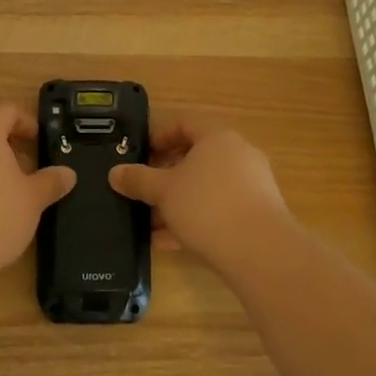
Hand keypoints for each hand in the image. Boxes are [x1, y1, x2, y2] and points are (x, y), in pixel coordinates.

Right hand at [109, 119, 296, 277]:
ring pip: (206, 188)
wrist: (260, 252)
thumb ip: (138, 179)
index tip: (140, 154)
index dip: (159, 136)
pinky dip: (196, 221)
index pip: (185, 123)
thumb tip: (115, 172)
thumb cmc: (207, 206)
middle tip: (143, 191)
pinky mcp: (258, 215)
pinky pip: (220, 210)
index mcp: (218, 137)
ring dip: (178, 203)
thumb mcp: (163, 191)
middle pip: (196, 158)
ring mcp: (252, 185)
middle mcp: (239, 155)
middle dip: (166, 176)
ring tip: (152, 224)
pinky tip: (171, 243)